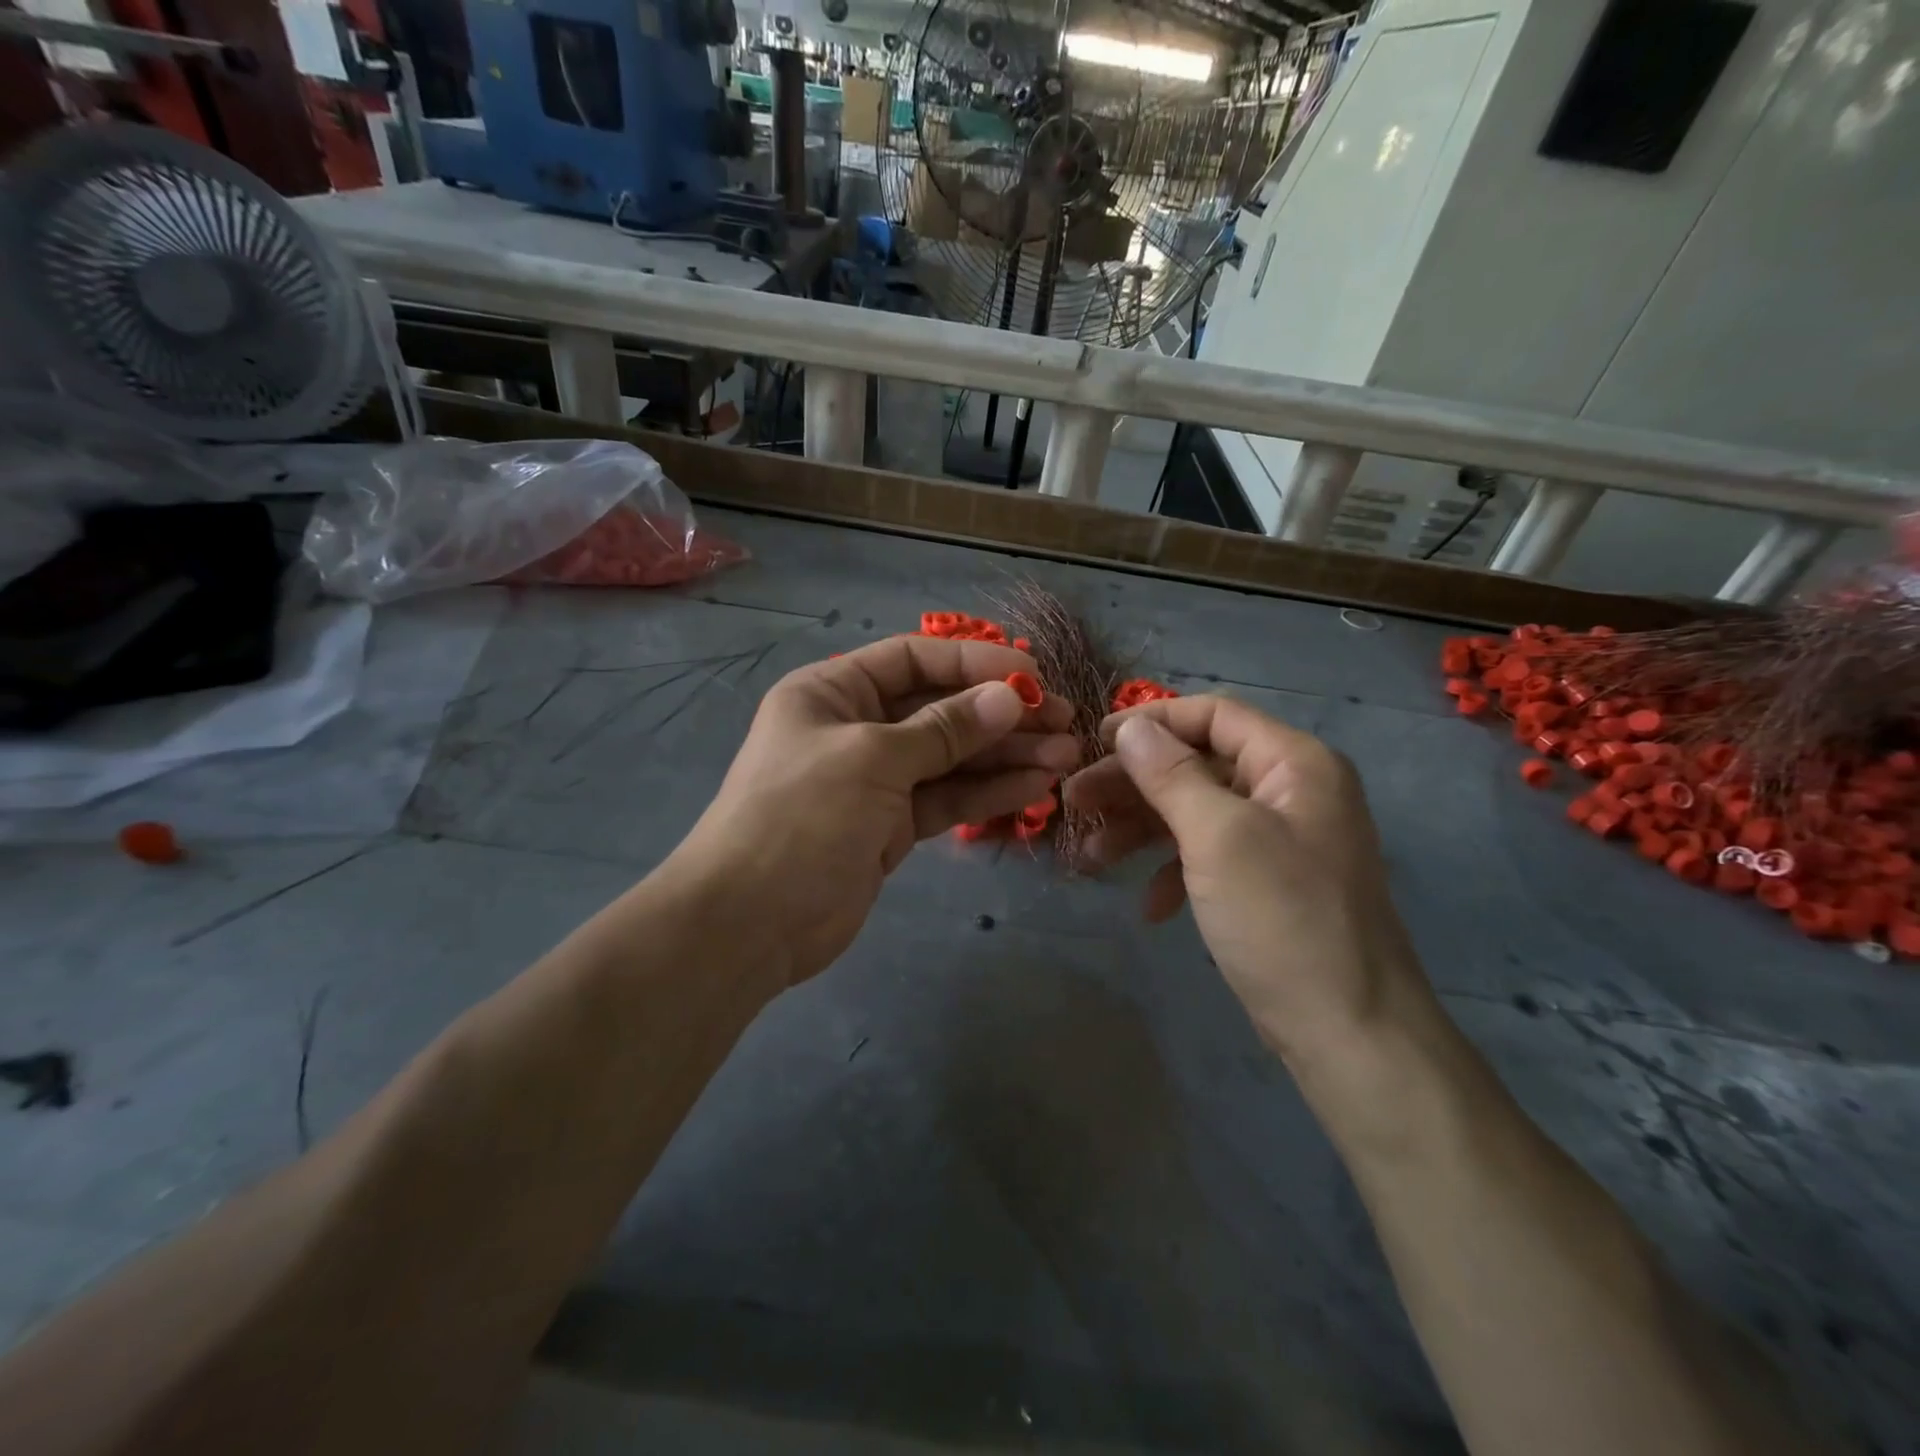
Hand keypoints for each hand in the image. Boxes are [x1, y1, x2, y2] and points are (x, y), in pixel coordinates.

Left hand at [668, 635, 1078, 983]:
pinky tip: (1034, 785)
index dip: (974, 663)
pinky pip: (946, 798)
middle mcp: (855, 728)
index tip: (1032, 676)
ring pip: (950, 758)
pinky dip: (987, 792)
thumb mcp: (872, 759)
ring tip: (1065, 755)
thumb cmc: (800, 817)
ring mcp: (875, 780)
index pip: (913, 660)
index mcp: (833, 692)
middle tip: (1064, 720)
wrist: (749, 923)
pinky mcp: (890, 826)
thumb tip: (1010, 697)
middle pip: (939, 709)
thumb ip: (944, 729)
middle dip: (1001, 714)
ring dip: (1005, 755)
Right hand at [1063, 695, 1427, 1068]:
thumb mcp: (1218, 837)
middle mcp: (1291, 791)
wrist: (1348, 1032)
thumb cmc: (1282, 919)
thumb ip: (1171, 775)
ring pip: (1196, 812)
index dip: (1151, 721)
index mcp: (1294, 764)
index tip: (1094, 741)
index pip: (1214, 715)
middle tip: (1074, 800)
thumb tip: (1132, 728)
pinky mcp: (1267, 882)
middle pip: (1197, 764)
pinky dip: (1173, 871)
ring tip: (1089, 854)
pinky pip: (1209, 856)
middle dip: (1134, 782)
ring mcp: (1280, 839)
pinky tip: (1149, 905)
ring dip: (1141, 829)